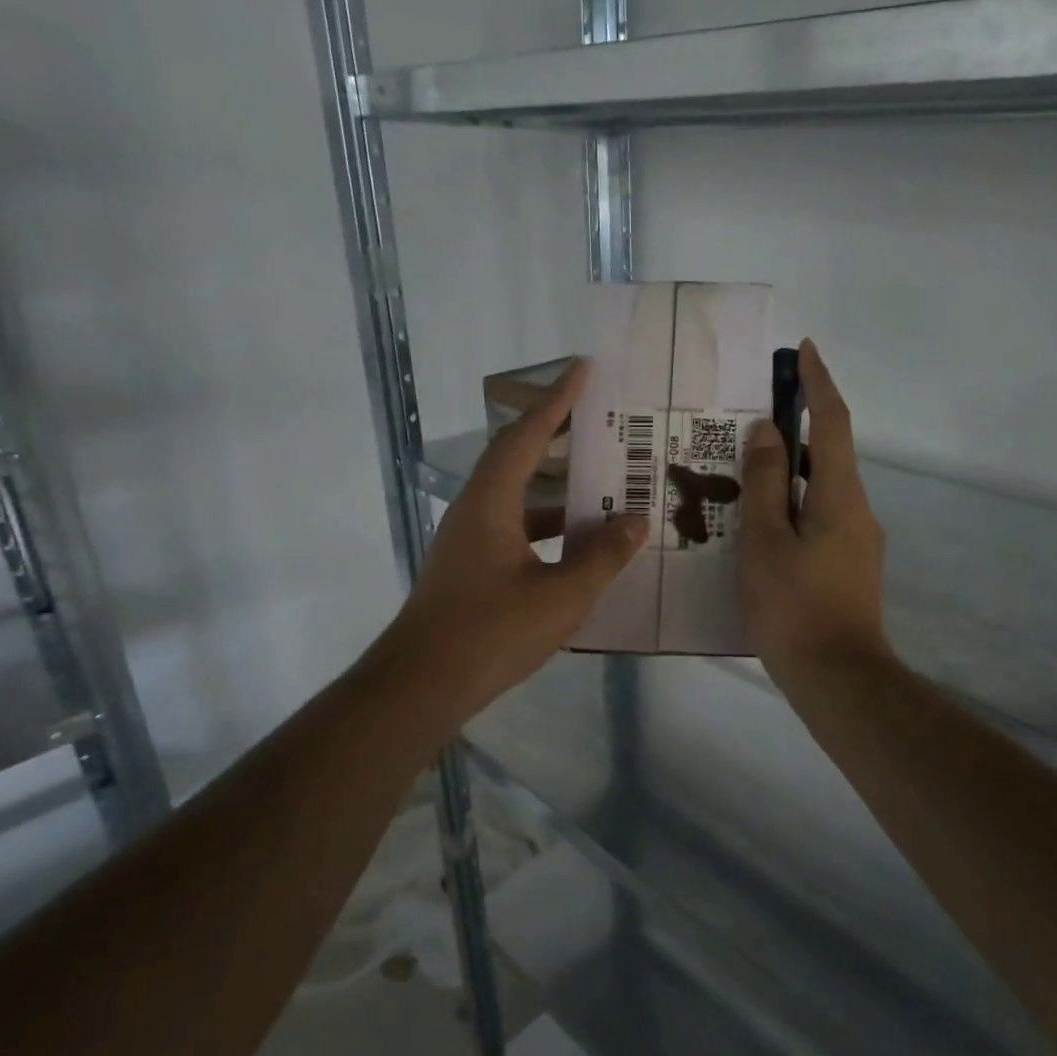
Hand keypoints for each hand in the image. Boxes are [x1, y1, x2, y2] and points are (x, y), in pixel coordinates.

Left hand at [386, 361, 646, 718]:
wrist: (421, 686)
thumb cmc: (491, 633)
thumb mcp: (561, 596)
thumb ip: (602, 557)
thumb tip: (635, 521)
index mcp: (491, 503)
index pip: (526, 435)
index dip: (556, 401)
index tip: (582, 370)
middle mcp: (474, 512)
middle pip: (515, 458)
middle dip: (554, 435)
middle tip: (596, 422)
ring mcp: (468, 542)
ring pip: (516, 499)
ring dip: (554, 490)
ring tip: (599, 486)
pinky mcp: (469, 570)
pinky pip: (514, 531)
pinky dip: (546, 528)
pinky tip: (576, 548)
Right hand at [738, 340, 890, 682]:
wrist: (837, 677)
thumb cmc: (794, 606)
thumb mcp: (765, 541)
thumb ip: (765, 483)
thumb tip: (767, 431)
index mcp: (840, 495)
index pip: (833, 422)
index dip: (818, 383)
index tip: (804, 350)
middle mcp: (857, 510)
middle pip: (829, 454)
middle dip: (797, 427)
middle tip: (751, 418)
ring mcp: (857, 541)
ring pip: (821, 490)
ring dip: (790, 471)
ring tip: (744, 471)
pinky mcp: (849, 567)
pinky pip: (819, 519)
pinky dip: (793, 505)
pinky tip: (760, 523)